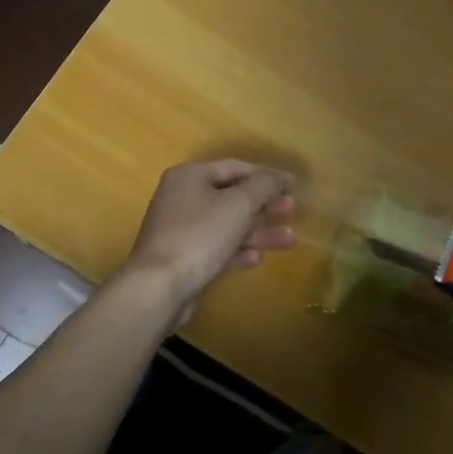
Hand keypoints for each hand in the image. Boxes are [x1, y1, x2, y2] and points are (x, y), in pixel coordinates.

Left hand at [121, 160, 296, 305]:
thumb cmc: (200, 235)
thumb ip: (264, 185)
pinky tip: (257, 259)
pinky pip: (216, 248)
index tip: (293, 185)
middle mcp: (182, 197)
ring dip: (258, 231)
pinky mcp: (183, 258)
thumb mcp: (239, 203)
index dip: (267, 174)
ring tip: (289, 240)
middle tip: (291, 209)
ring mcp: (181, 229)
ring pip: (227, 225)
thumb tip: (280, 176)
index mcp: (190, 176)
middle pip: (231, 196)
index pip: (235, 167)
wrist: (159, 286)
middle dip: (264, 204)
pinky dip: (237, 251)